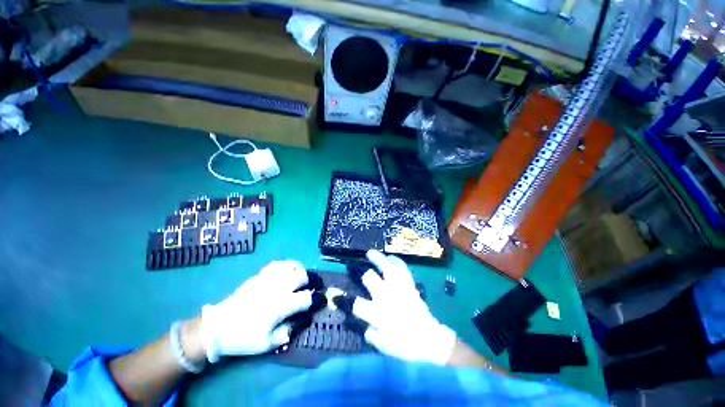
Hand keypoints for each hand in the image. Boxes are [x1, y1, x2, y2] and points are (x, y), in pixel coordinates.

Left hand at [200, 260, 312, 362]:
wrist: (218, 327)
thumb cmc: (244, 337)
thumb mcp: (267, 344)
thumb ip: (288, 332)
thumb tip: (302, 320)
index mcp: (281, 306)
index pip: (306, 298)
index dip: (317, 299)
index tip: (320, 300)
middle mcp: (277, 288)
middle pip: (302, 276)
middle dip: (310, 281)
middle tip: (310, 287)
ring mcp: (268, 279)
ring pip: (291, 266)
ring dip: (299, 270)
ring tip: (300, 276)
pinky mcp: (259, 275)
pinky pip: (277, 264)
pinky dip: (286, 265)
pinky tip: (287, 271)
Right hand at [335, 250, 456, 364]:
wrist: (430, 340)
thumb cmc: (406, 346)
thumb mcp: (384, 347)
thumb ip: (371, 335)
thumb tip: (365, 326)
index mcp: (377, 314)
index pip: (356, 304)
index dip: (344, 300)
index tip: (337, 296)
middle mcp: (386, 297)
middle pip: (370, 278)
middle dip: (365, 276)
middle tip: (364, 275)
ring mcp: (399, 288)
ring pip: (386, 267)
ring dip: (377, 258)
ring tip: (370, 252)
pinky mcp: (409, 285)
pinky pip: (403, 269)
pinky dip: (397, 261)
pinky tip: (391, 257)